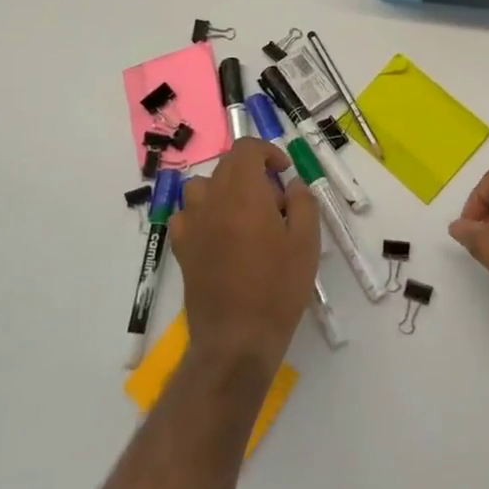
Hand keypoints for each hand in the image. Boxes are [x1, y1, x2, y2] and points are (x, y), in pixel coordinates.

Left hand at [171, 139, 321, 370]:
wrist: (237, 338)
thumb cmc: (278, 288)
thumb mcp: (307, 242)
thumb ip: (303, 202)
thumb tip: (291, 185)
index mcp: (243, 194)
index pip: (245, 149)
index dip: (267, 152)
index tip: (283, 173)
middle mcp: (211, 201)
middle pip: (225, 166)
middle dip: (251, 172)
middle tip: (274, 201)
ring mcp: (191, 224)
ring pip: (203, 187)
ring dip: (225, 190)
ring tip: (245, 215)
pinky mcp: (181, 248)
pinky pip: (188, 214)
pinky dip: (204, 213)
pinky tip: (221, 235)